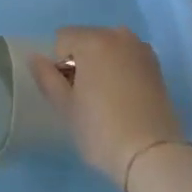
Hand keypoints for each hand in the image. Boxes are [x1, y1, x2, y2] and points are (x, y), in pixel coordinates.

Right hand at [28, 25, 183, 186]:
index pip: (62, 39)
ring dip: (102, 64)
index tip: (69, 93)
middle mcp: (118, 35)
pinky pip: (127, 58)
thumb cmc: (101, 130)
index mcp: (93, 40)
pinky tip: (125, 99)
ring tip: (106, 99)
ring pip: (108, 48)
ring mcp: (141, 49)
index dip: (59, 65)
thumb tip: (35, 57)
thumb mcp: (66, 107)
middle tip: (85, 98)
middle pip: (87, 40)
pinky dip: (121, 70)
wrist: (153, 156)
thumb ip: (46, 77)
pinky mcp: (156, 67)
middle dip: (81, 61)